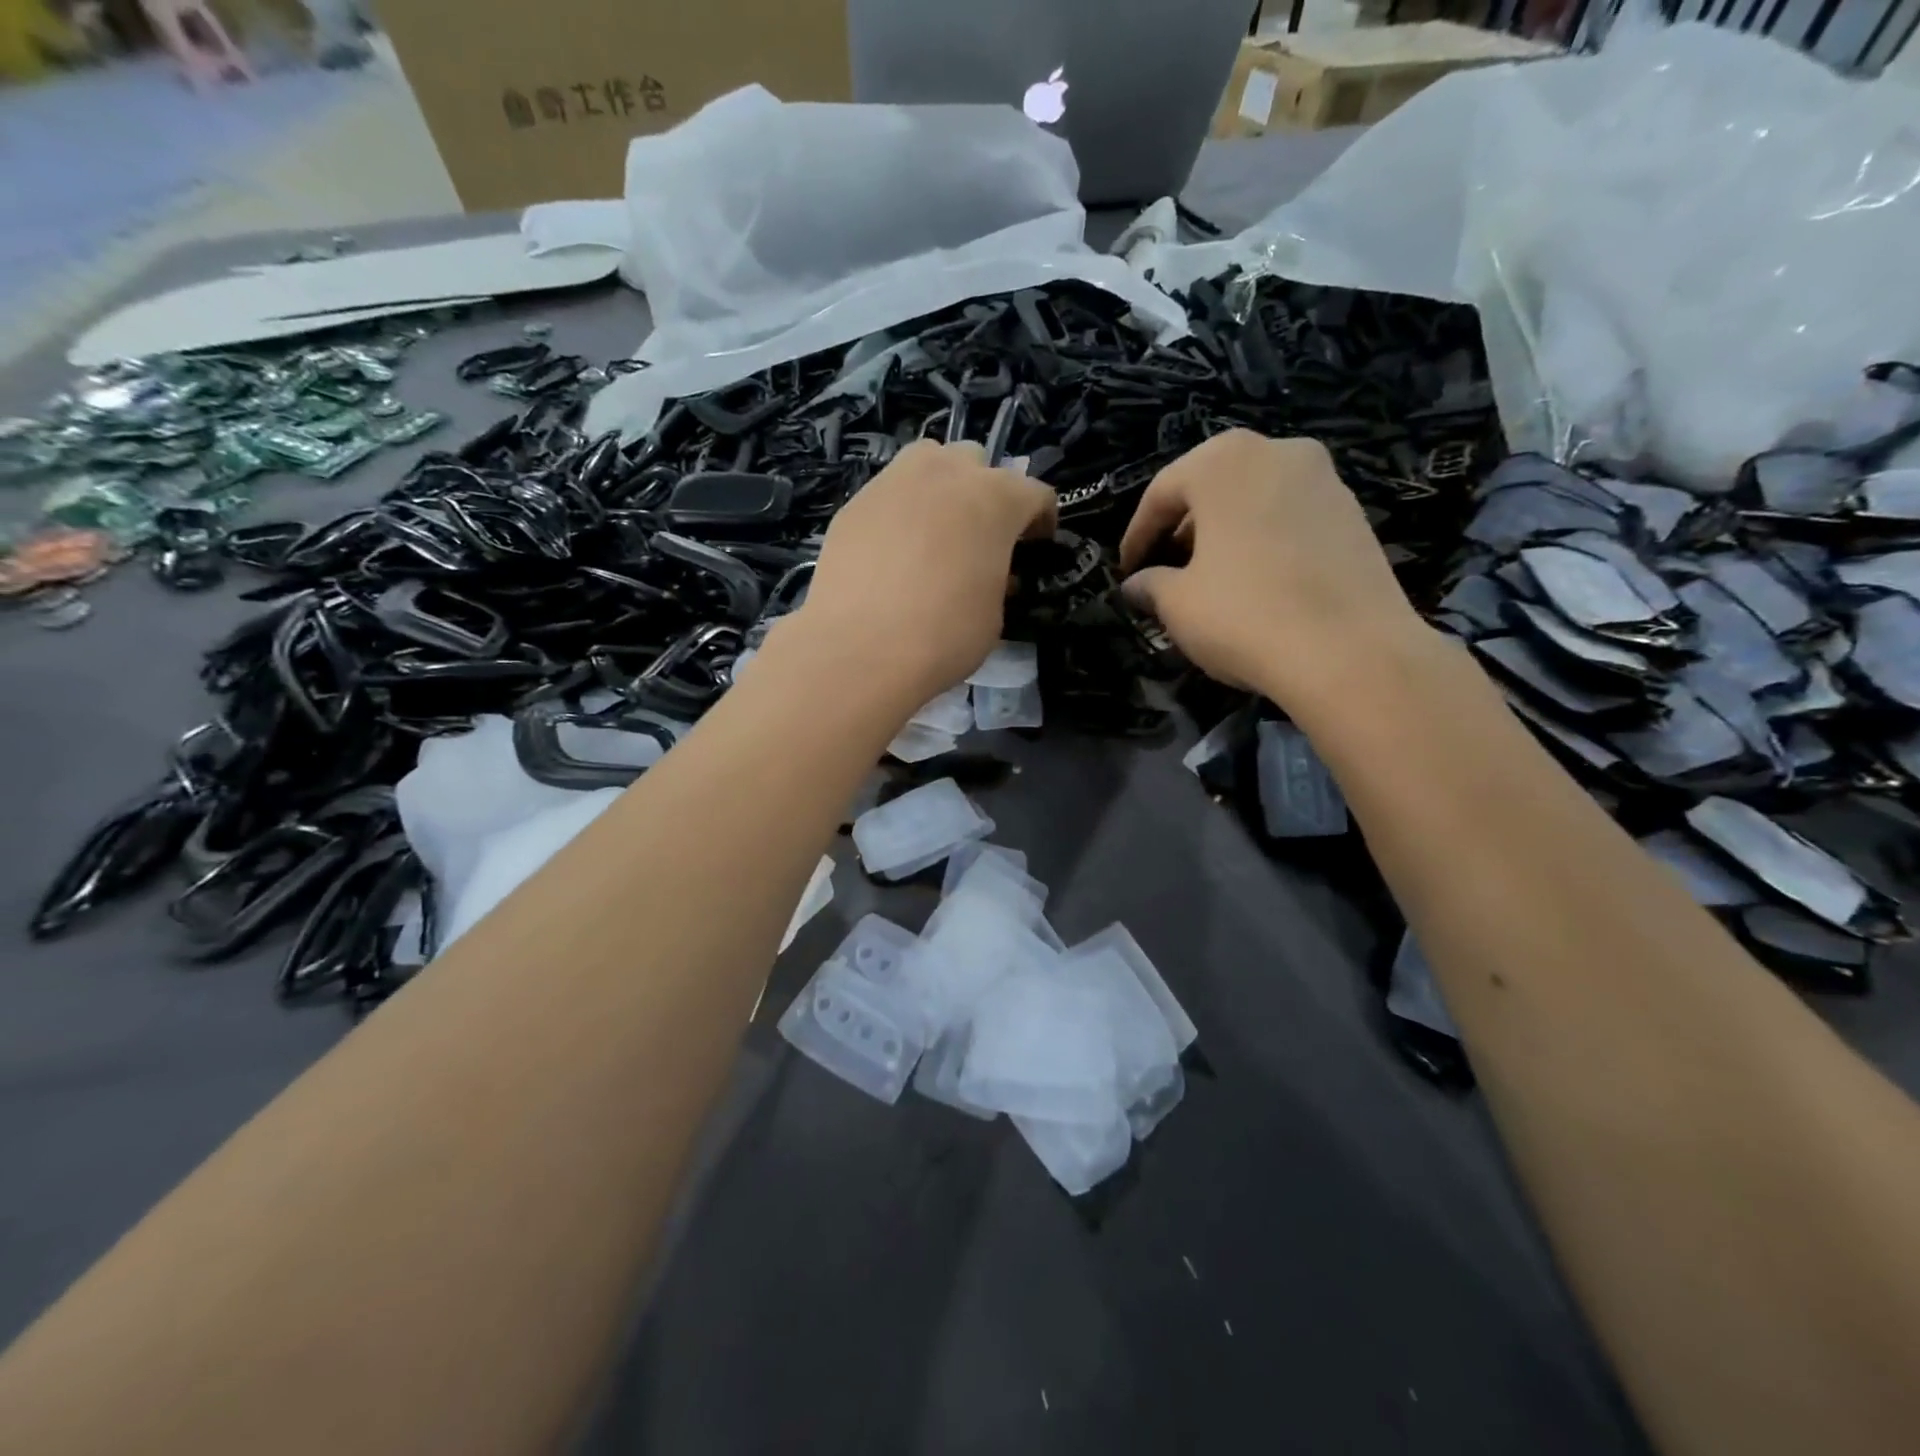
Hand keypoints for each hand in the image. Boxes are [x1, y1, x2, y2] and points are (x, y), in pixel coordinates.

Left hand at [790, 441, 1056, 705]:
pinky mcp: (855, 502)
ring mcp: (895, 482)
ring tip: (935, 529)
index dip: (1041, 521)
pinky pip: (889, 493)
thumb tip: (985, 570)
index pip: (1035, 494)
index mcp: (995, 499)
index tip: (1036, 546)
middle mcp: (946, 474)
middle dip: (985, 493)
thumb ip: (997, 577)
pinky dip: (900, 512)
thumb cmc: (943, 636)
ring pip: (928, 461)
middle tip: (980, 535)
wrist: (859, 649)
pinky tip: (893, 551)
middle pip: (976, 463)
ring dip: (940, 486)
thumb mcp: (994, 614)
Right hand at [1118, 430, 1424, 700]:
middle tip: (1165, 568)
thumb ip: (1150, 585)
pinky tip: (1256, 583)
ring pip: (1254, 500)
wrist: (1350, 652)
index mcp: (1224, 462)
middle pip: (1212, 486)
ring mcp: (1324, 480)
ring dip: (1224, 533)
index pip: (1162, 492)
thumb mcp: (1177, 604)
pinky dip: (1263, 541)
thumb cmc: (1244, 614)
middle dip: (1183, 528)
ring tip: (1209, 578)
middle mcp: (1277, 452)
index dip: (1137, 535)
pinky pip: (1290, 519)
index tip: (1126, 571)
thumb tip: (1137, 585)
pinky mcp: (1355, 515)